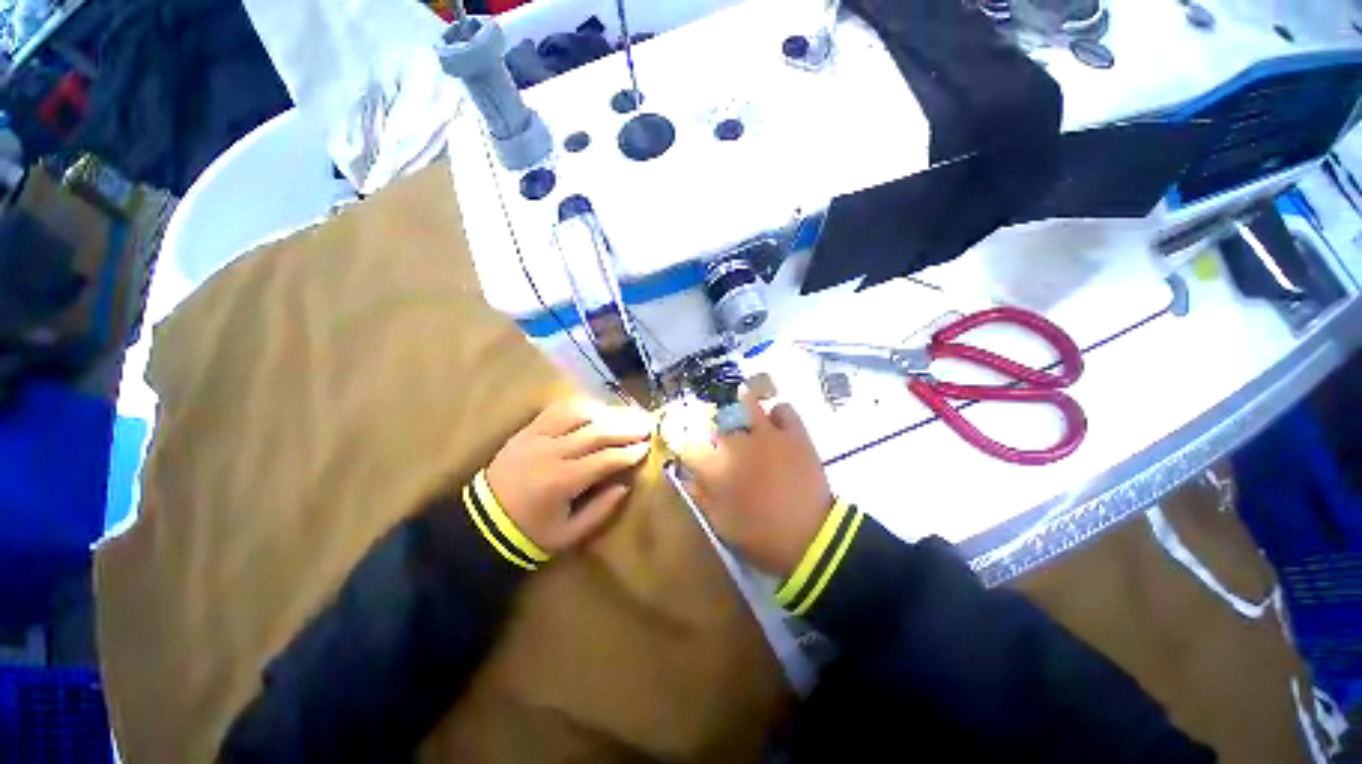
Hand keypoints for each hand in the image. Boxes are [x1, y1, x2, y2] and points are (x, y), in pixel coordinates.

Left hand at [487, 397, 653, 553]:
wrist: (482, 524)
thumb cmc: (530, 533)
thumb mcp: (569, 534)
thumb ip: (601, 510)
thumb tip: (625, 485)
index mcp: (562, 481)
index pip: (606, 459)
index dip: (630, 452)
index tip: (647, 447)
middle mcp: (551, 452)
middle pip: (597, 432)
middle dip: (626, 428)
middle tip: (646, 424)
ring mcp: (536, 437)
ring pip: (578, 414)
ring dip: (606, 413)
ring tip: (626, 415)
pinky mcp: (527, 430)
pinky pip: (557, 410)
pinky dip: (580, 406)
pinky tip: (596, 408)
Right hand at [676, 391, 833, 577]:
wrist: (810, 539)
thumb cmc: (760, 536)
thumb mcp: (720, 523)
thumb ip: (700, 494)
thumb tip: (686, 475)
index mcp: (716, 467)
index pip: (689, 446)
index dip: (685, 445)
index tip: (689, 450)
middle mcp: (737, 443)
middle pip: (720, 424)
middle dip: (718, 432)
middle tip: (724, 444)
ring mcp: (768, 435)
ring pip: (748, 405)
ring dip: (743, 408)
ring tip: (745, 414)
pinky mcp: (794, 434)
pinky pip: (783, 409)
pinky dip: (778, 414)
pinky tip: (777, 424)